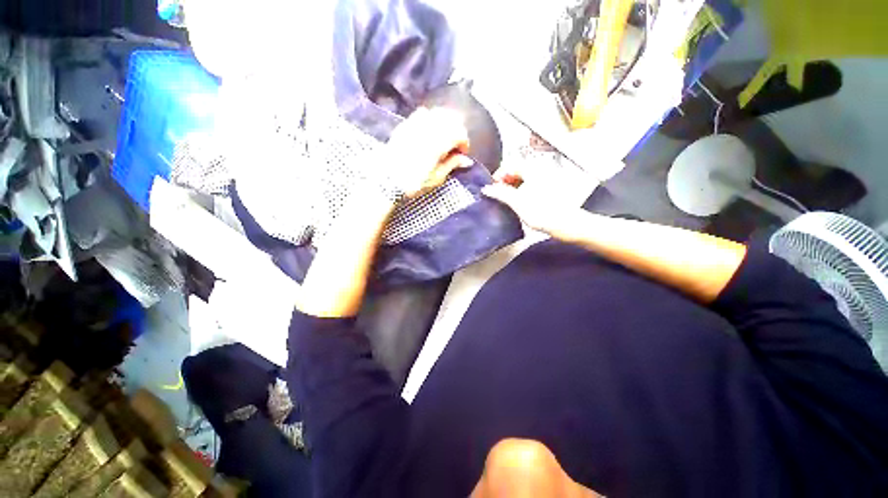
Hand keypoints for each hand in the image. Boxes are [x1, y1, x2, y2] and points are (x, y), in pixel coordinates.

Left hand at [386, 107, 472, 197]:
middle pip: (450, 119)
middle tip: (454, 145)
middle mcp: (428, 129)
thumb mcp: (436, 178)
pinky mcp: (405, 125)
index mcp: (438, 143)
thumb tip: (467, 160)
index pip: (459, 133)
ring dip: (445, 123)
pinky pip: (421, 113)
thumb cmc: (414, 183)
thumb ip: (452, 165)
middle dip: (456, 131)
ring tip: (443, 137)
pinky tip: (428, 130)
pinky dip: (430, 118)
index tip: (462, 154)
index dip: (464, 143)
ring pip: (437, 113)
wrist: (387, 181)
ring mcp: (415, 124)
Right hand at [481, 162, 577, 236]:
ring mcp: (543, 181)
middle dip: (503, 182)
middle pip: (515, 171)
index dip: (498, 175)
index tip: (491, 188)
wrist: (566, 224)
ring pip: (521, 179)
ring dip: (510, 188)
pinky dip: (519, 192)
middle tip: (497, 195)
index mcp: (532, 170)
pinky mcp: (546, 191)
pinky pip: (528, 186)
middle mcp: (539, 172)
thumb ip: (501, 193)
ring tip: (505, 201)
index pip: (510, 165)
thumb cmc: (543, 213)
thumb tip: (487, 188)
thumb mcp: (517, 202)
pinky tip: (517, 204)